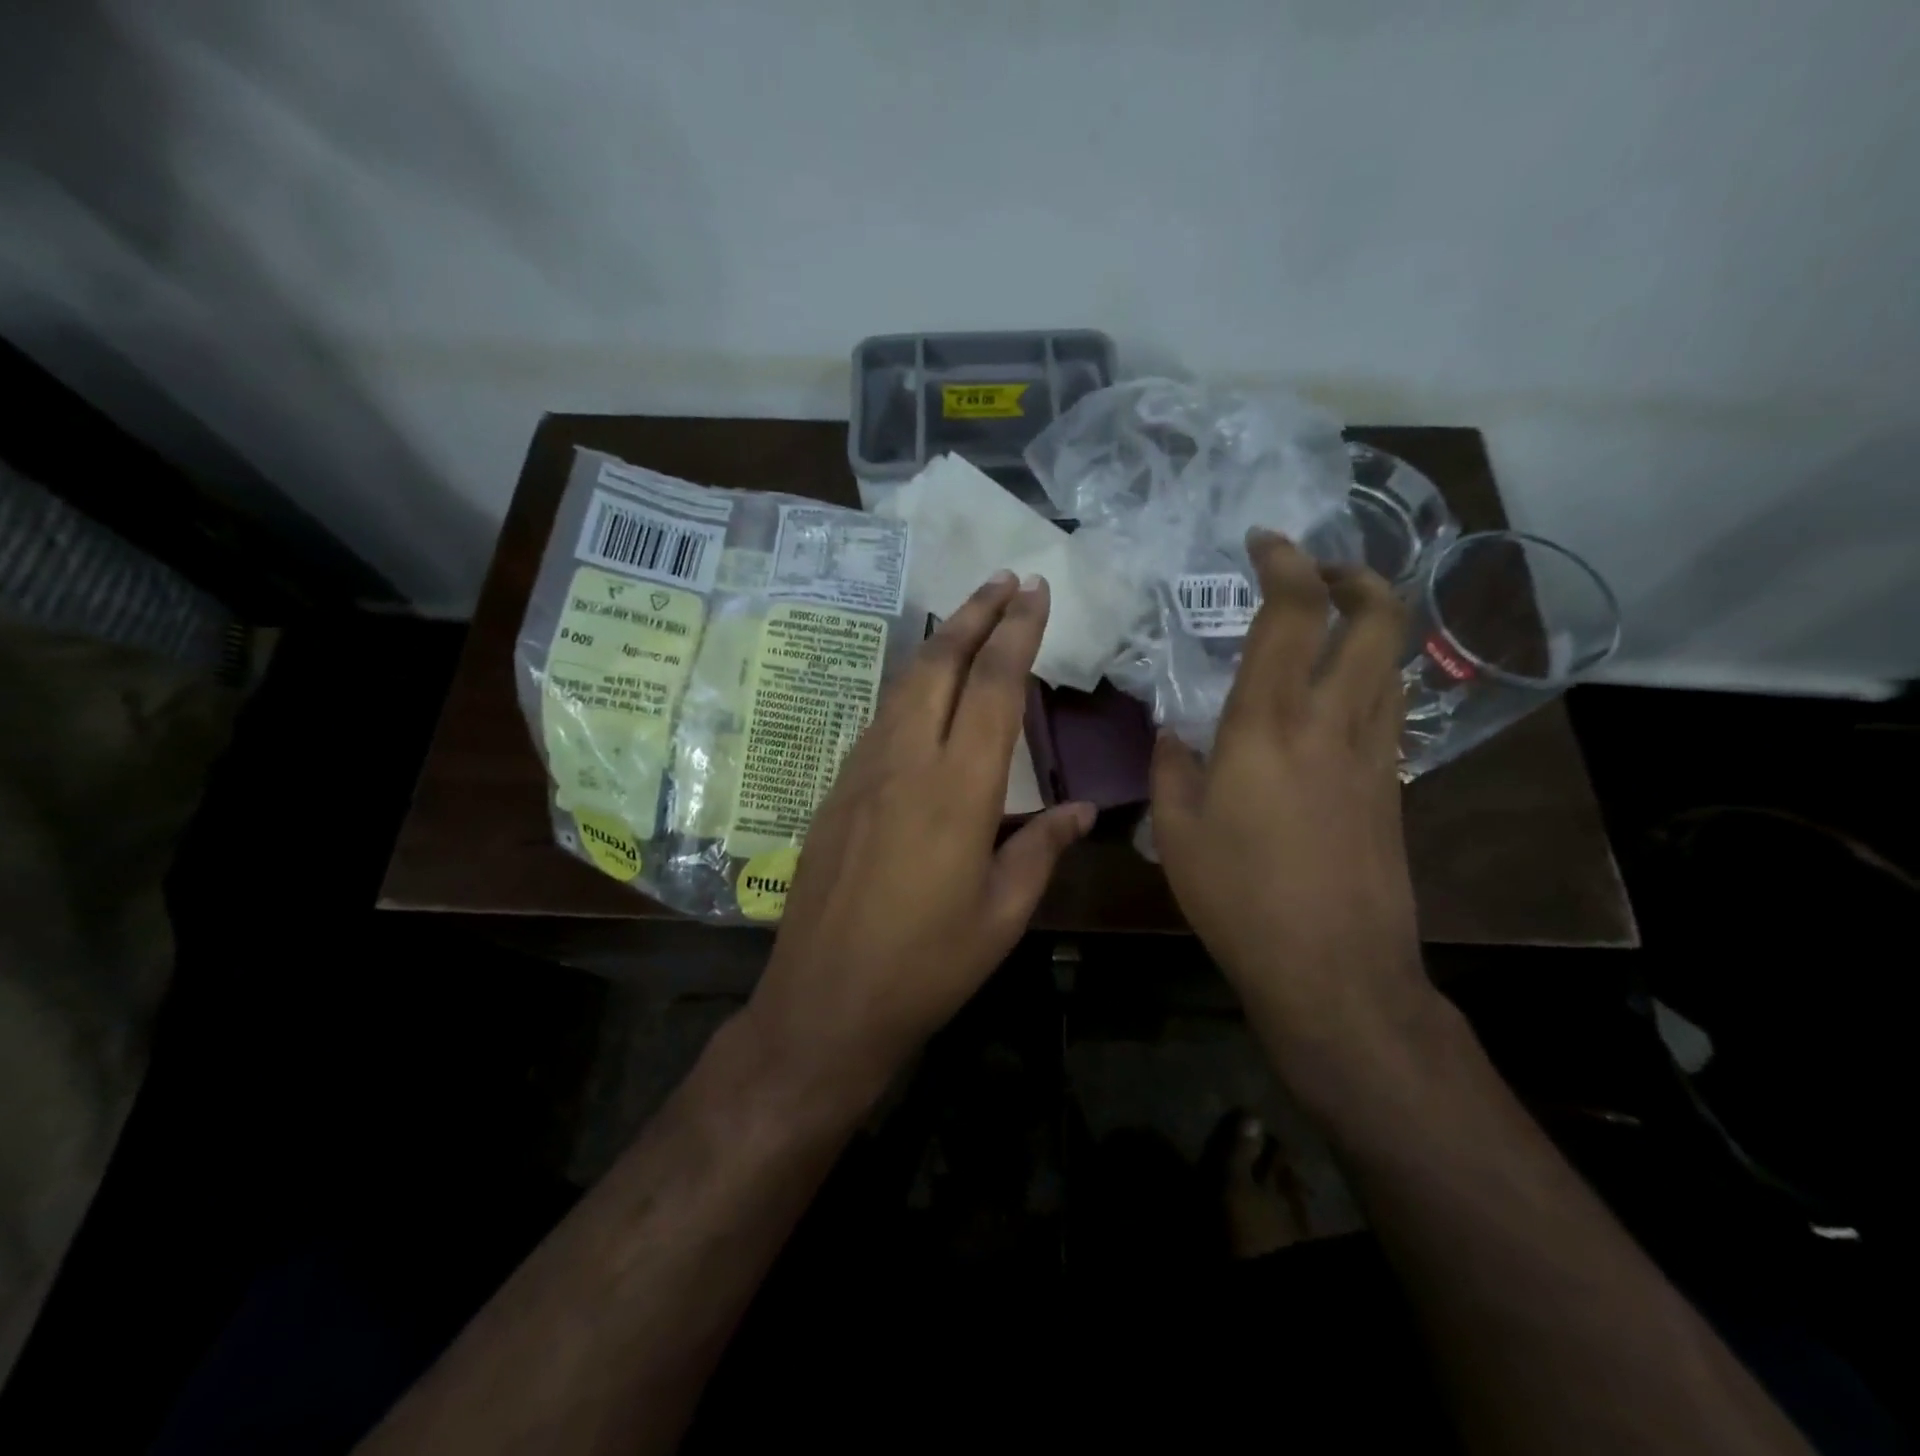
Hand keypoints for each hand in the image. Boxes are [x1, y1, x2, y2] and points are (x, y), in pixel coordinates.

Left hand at [744, 571, 1093, 1088]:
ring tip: (969, 618)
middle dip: (974, 613)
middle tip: (1004, 580)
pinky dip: (911, 686)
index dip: (1017, 633)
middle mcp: (905, 762)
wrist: (826, 999)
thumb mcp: (1002, 914)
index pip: (994, 687)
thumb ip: (1042, 848)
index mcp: (957, 790)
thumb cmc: (927, 965)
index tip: (1035, 591)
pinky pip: (880, 719)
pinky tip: (926, 692)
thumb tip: (1082, 807)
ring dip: (939, 643)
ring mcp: (862, 771)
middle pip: (939, 664)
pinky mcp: (837, 788)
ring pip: (903, 684)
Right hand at [1150, 530, 1431, 1066]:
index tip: (1265, 541)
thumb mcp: (1177, 832)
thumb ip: (1170, 767)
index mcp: (1269, 724)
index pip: (1293, 615)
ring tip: (1328, 624)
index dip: (1285, 563)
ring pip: (1393, 660)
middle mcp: (1333, 722)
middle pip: (1377, 619)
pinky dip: (1368, 676)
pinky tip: (1333, 699)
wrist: (1335, 971)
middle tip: (1318, 571)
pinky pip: (1388, 708)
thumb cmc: (1240, 897)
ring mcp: (1374, 754)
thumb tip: (1172, 734)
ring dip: (1369, 623)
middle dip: (1356, 575)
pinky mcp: (1392, 787)